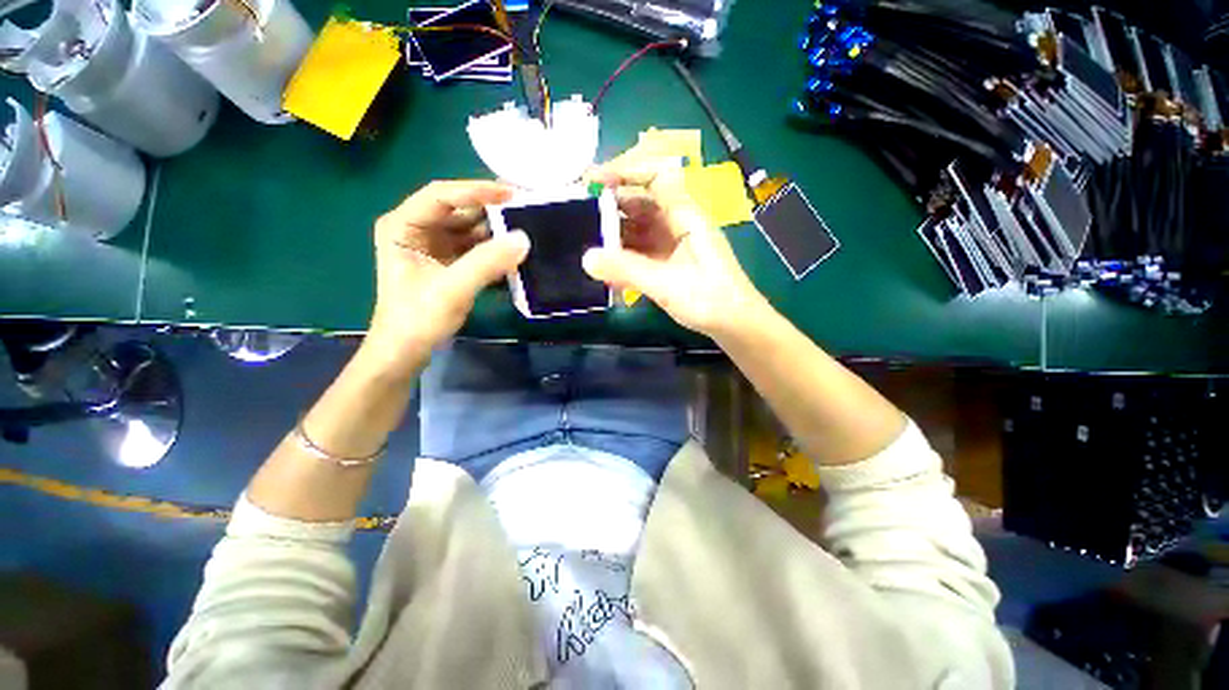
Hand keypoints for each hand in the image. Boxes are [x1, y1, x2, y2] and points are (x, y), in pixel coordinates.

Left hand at [362, 180, 528, 377]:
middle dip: (491, 211)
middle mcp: (418, 229)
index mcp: (404, 225)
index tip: (512, 193)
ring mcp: (434, 246)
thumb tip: (523, 239)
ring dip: (496, 231)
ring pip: (470, 229)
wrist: (406, 351)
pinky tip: (514, 252)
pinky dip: (494, 250)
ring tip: (527, 230)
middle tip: (526, 210)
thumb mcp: (451, 289)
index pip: (441, 196)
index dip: (477, 191)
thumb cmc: (418, 319)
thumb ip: (486, 262)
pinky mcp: (448, 262)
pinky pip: (475, 248)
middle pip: (459, 210)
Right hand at [583, 162, 767, 337]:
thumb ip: (627, 270)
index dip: (625, 172)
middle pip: (643, 203)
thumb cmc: (709, 300)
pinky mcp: (672, 263)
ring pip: (641, 229)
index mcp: (686, 216)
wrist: (736, 325)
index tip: (595, 181)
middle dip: (614, 207)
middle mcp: (680, 224)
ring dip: (618, 235)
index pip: (655, 177)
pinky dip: (626, 256)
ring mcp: (676, 244)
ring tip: (592, 246)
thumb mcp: (666, 284)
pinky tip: (610, 269)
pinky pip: (644, 251)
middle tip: (583, 219)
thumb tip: (587, 258)